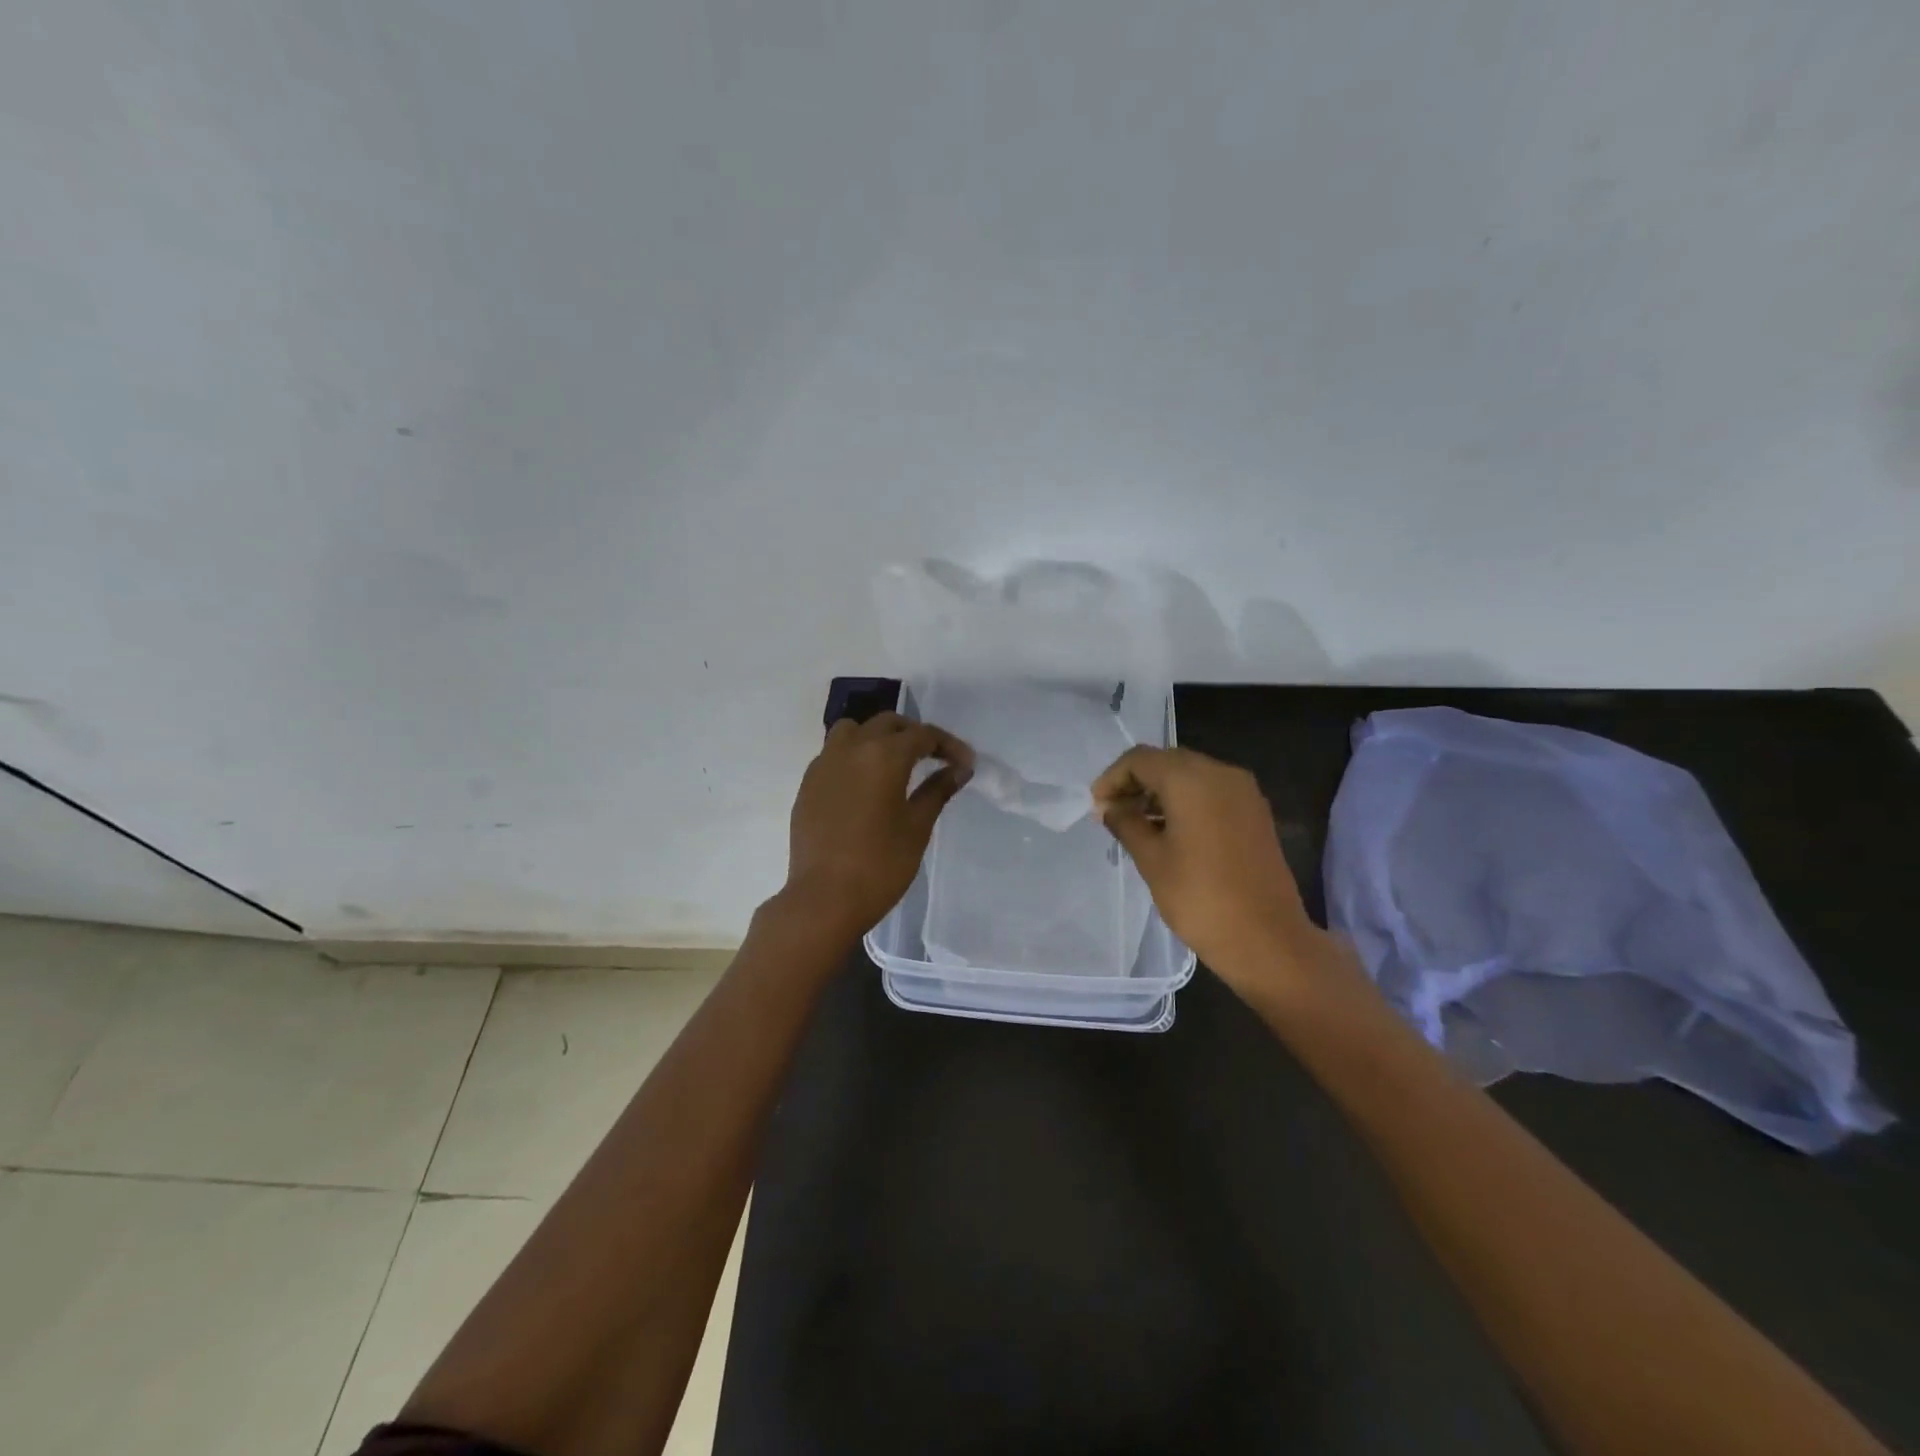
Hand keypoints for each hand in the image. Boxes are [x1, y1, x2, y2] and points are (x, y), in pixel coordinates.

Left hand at [782, 711, 973, 942]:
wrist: (824, 899)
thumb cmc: (880, 864)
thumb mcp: (917, 827)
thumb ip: (938, 790)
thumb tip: (959, 769)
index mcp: (883, 755)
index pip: (923, 735)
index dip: (948, 745)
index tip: (966, 763)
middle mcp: (851, 749)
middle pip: (887, 723)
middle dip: (914, 734)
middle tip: (935, 757)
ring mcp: (824, 765)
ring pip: (853, 731)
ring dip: (878, 737)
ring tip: (895, 763)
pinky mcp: (808, 785)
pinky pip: (834, 754)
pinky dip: (854, 756)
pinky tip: (865, 784)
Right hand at [1093, 746, 1325, 1002]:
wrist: (1267, 940)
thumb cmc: (1199, 898)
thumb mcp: (1151, 859)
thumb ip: (1126, 823)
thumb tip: (1109, 808)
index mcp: (1191, 779)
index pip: (1140, 759)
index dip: (1112, 778)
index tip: (1096, 808)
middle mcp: (1221, 773)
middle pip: (1167, 762)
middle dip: (1136, 783)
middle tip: (1112, 814)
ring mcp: (1243, 792)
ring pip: (1190, 776)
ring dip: (1160, 793)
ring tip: (1136, 826)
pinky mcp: (1255, 813)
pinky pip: (1211, 793)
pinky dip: (1185, 802)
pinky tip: (1169, 832)